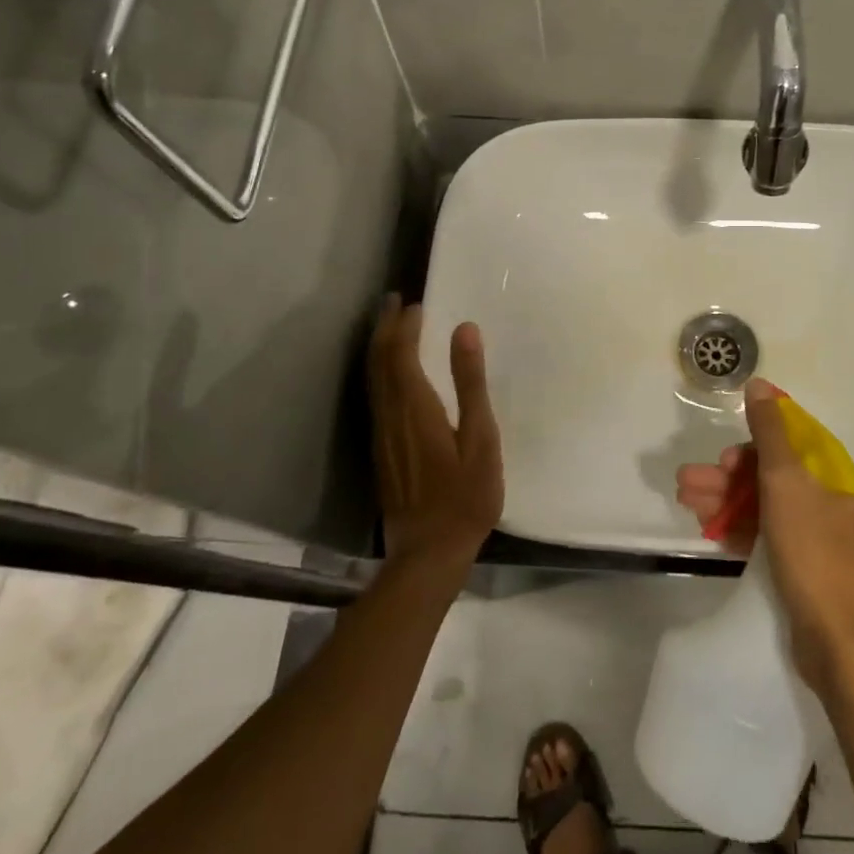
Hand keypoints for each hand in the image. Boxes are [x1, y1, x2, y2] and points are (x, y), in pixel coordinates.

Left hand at [368, 295, 503, 580]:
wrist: (428, 553)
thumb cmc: (465, 496)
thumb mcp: (481, 438)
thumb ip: (471, 383)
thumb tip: (464, 330)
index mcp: (415, 407)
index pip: (401, 353)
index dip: (406, 325)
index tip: (417, 303)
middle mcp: (390, 414)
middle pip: (379, 361)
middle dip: (386, 327)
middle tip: (396, 300)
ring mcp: (381, 433)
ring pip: (372, 378)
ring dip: (379, 346)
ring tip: (390, 324)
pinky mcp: (381, 449)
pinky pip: (375, 395)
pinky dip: (380, 370)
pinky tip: (391, 371)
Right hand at [676, 379, 853, 696]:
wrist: (843, 651)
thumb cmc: (816, 554)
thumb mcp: (787, 483)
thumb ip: (770, 431)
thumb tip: (760, 384)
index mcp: (846, 478)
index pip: (794, 445)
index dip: (754, 446)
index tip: (724, 457)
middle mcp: (840, 505)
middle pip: (776, 477)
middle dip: (729, 478)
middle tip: (689, 482)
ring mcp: (826, 542)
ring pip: (769, 508)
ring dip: (727, 502)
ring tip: (686, 501)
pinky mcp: (810, 573)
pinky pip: (771, 538)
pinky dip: (741, 531)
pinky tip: (708, 530)